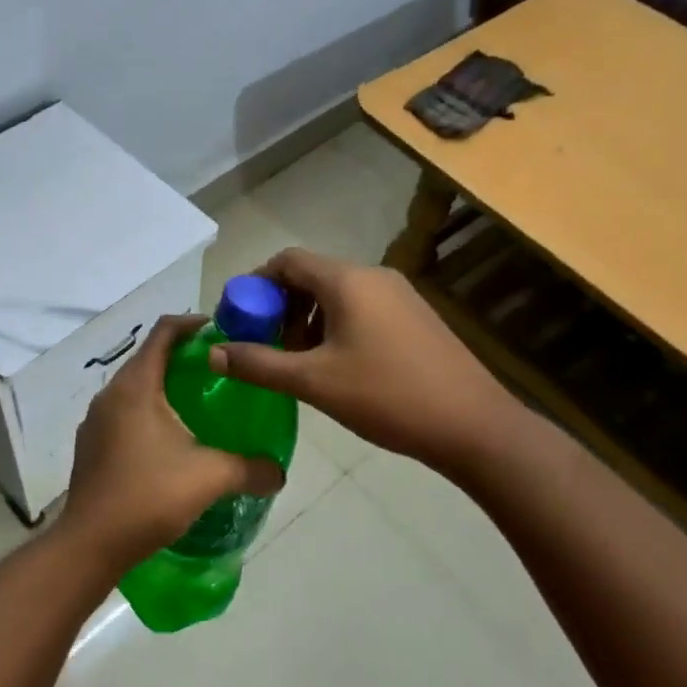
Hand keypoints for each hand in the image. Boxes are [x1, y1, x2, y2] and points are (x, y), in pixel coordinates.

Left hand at [57, 315, 285, 570]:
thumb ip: (250, 469)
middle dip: (182, 356)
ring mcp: (96, 420)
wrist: (90, 543)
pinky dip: (148, 410)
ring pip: (134, 387)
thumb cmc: (149, 496)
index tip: (221, 331)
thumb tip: (280, 472)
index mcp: (136, 387)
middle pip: (148, 357)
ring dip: (164, 385)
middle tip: (218, 370)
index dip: (192, 324)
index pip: (163, 332)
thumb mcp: (209, 478)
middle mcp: (110, 394)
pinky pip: (123, 412)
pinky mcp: (91, 444)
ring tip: (198, 404)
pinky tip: (170, 440)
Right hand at [209, 248, 517, 474]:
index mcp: (347, 281)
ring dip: (307, 319)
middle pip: (311, 275)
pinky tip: (336, 366)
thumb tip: (213, 353)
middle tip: (265, 346)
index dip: (255, 284)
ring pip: (337, 294)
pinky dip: (336, 326)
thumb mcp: (313, 382)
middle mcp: (374, 276)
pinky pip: (362, 308)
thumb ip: (259, 364)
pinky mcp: (415, 317)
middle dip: (280, 306)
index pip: (287, 260)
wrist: (473, 425)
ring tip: (298, 361)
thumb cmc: (387, 396)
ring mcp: (400, 295)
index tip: (239, 318)